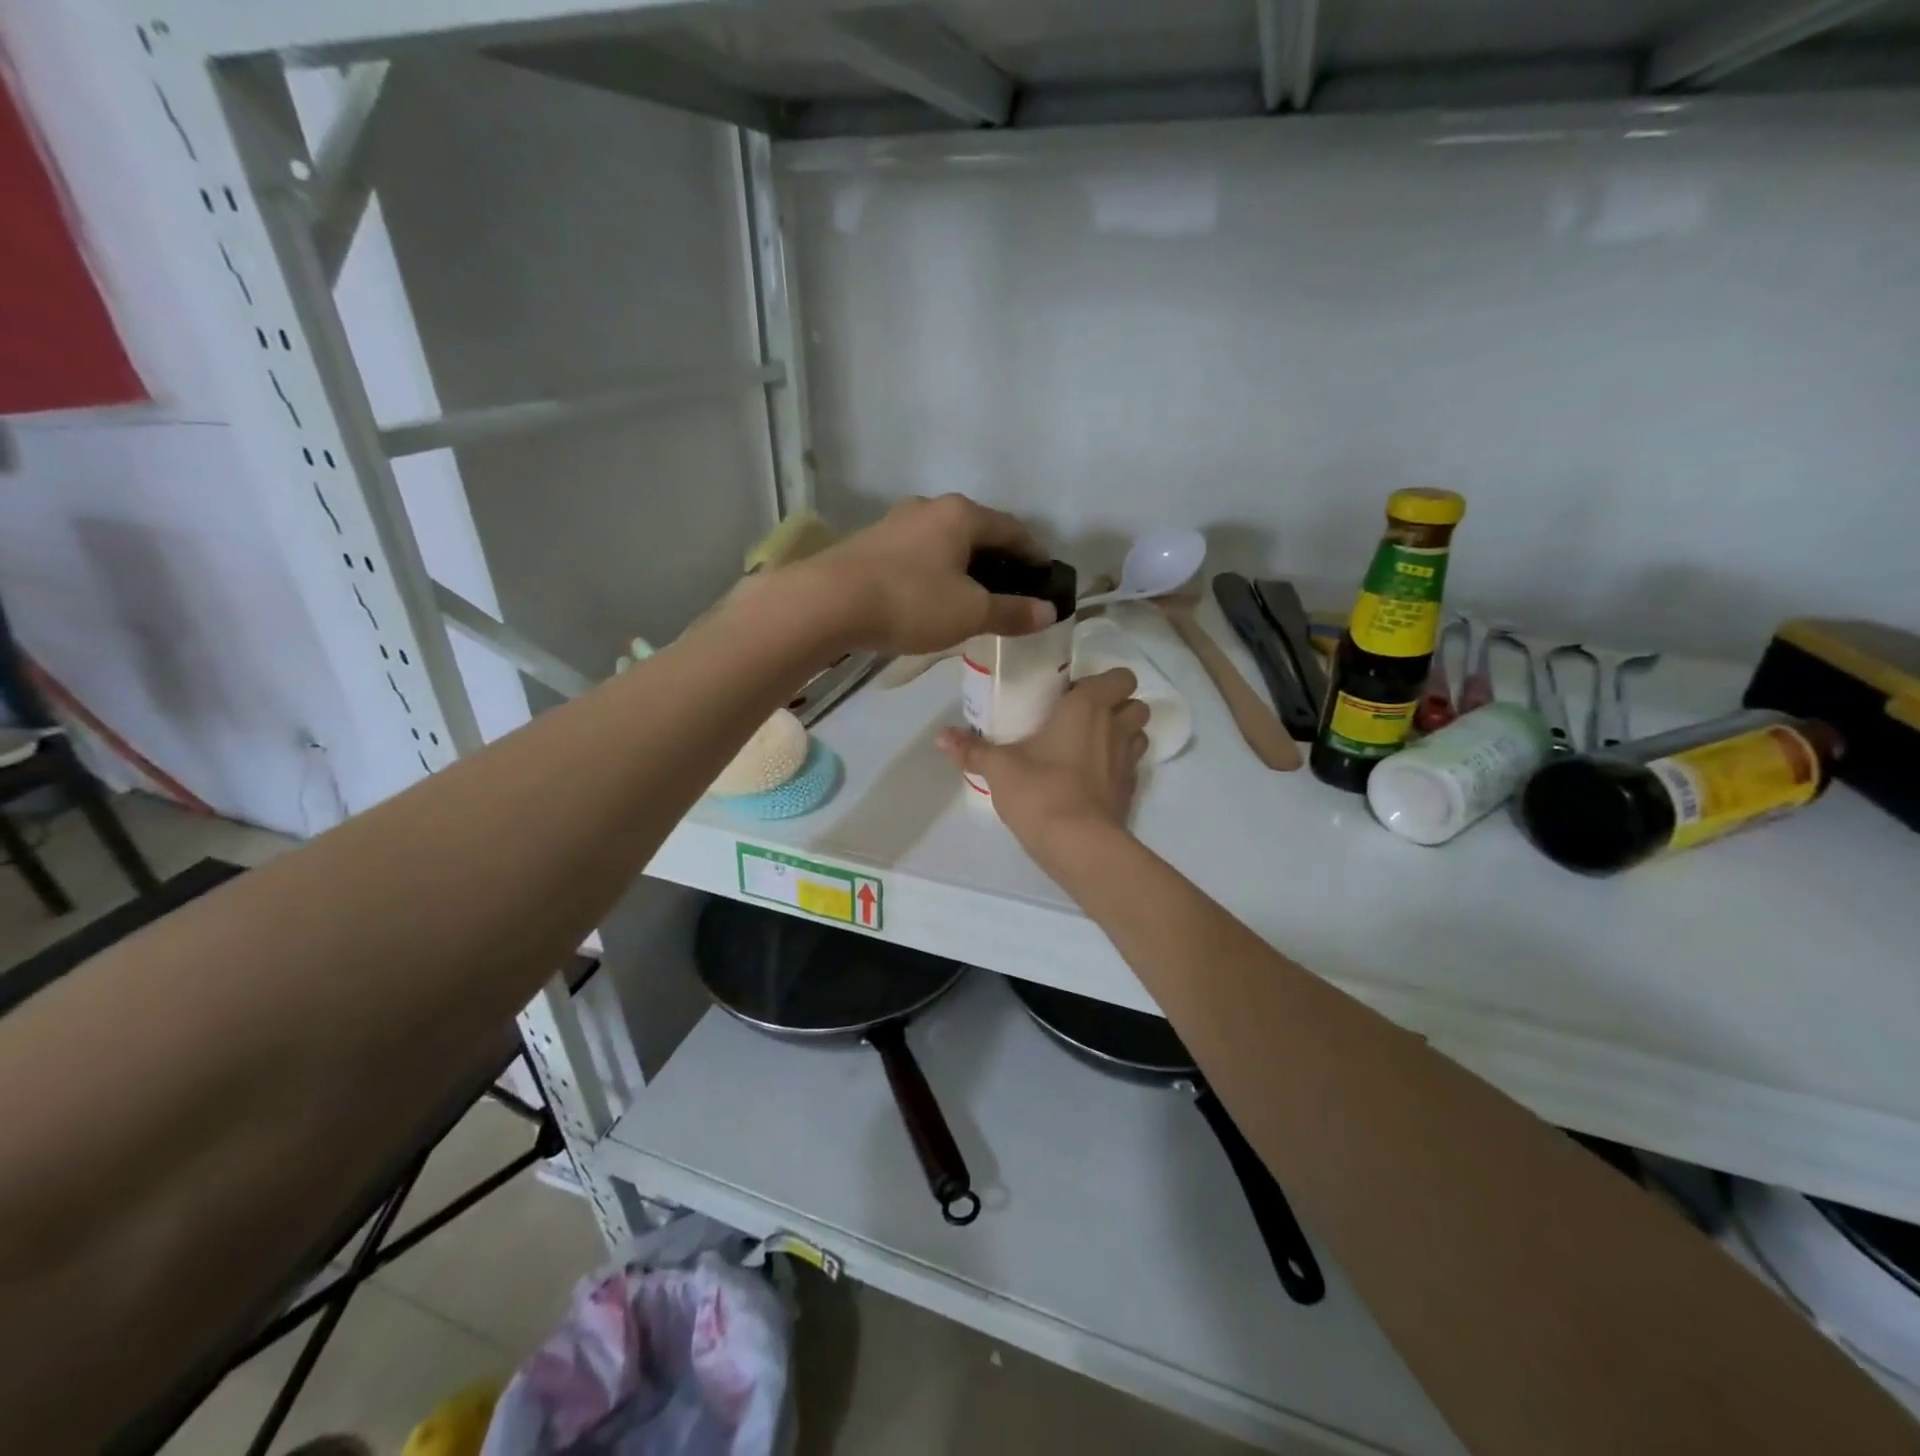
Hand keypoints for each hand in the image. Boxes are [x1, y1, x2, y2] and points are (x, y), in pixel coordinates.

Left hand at [794, 495, 1056, 654]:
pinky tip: (931, 596)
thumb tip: (1049, 611)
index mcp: (961, 515)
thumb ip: (1011, 612)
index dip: (1033, 553)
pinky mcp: (870, 543)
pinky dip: (934, 571)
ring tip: (971, 596)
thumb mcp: (969, 613)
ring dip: (962, 565)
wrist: (827, 602)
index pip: (1012, 529)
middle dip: (997, 559)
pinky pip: (917, 554)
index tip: (1044, 576)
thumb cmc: (910, 602)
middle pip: (976, 531)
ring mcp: (895, 522)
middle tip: (1010, 590)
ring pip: (943, 541)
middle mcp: (929, 508)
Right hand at [938, 669, 1149, 859]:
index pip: (1120, 677)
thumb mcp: (999, 768)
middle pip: (1136, 704)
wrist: (1077, 844)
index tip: (1074, 694)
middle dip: (1119, 707)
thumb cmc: (1040, 790)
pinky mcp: (1130, 791)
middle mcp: (1115, 727)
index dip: (1104, 682)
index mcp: (1088, 707)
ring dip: (1122, 735)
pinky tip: (1091, 780)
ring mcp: (1128, 761)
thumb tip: (940, 735)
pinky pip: (1131, 767)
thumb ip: (972, 750)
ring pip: (1139, 735)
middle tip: (1084, 719)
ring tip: (1090, 746)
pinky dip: (1117, 767)